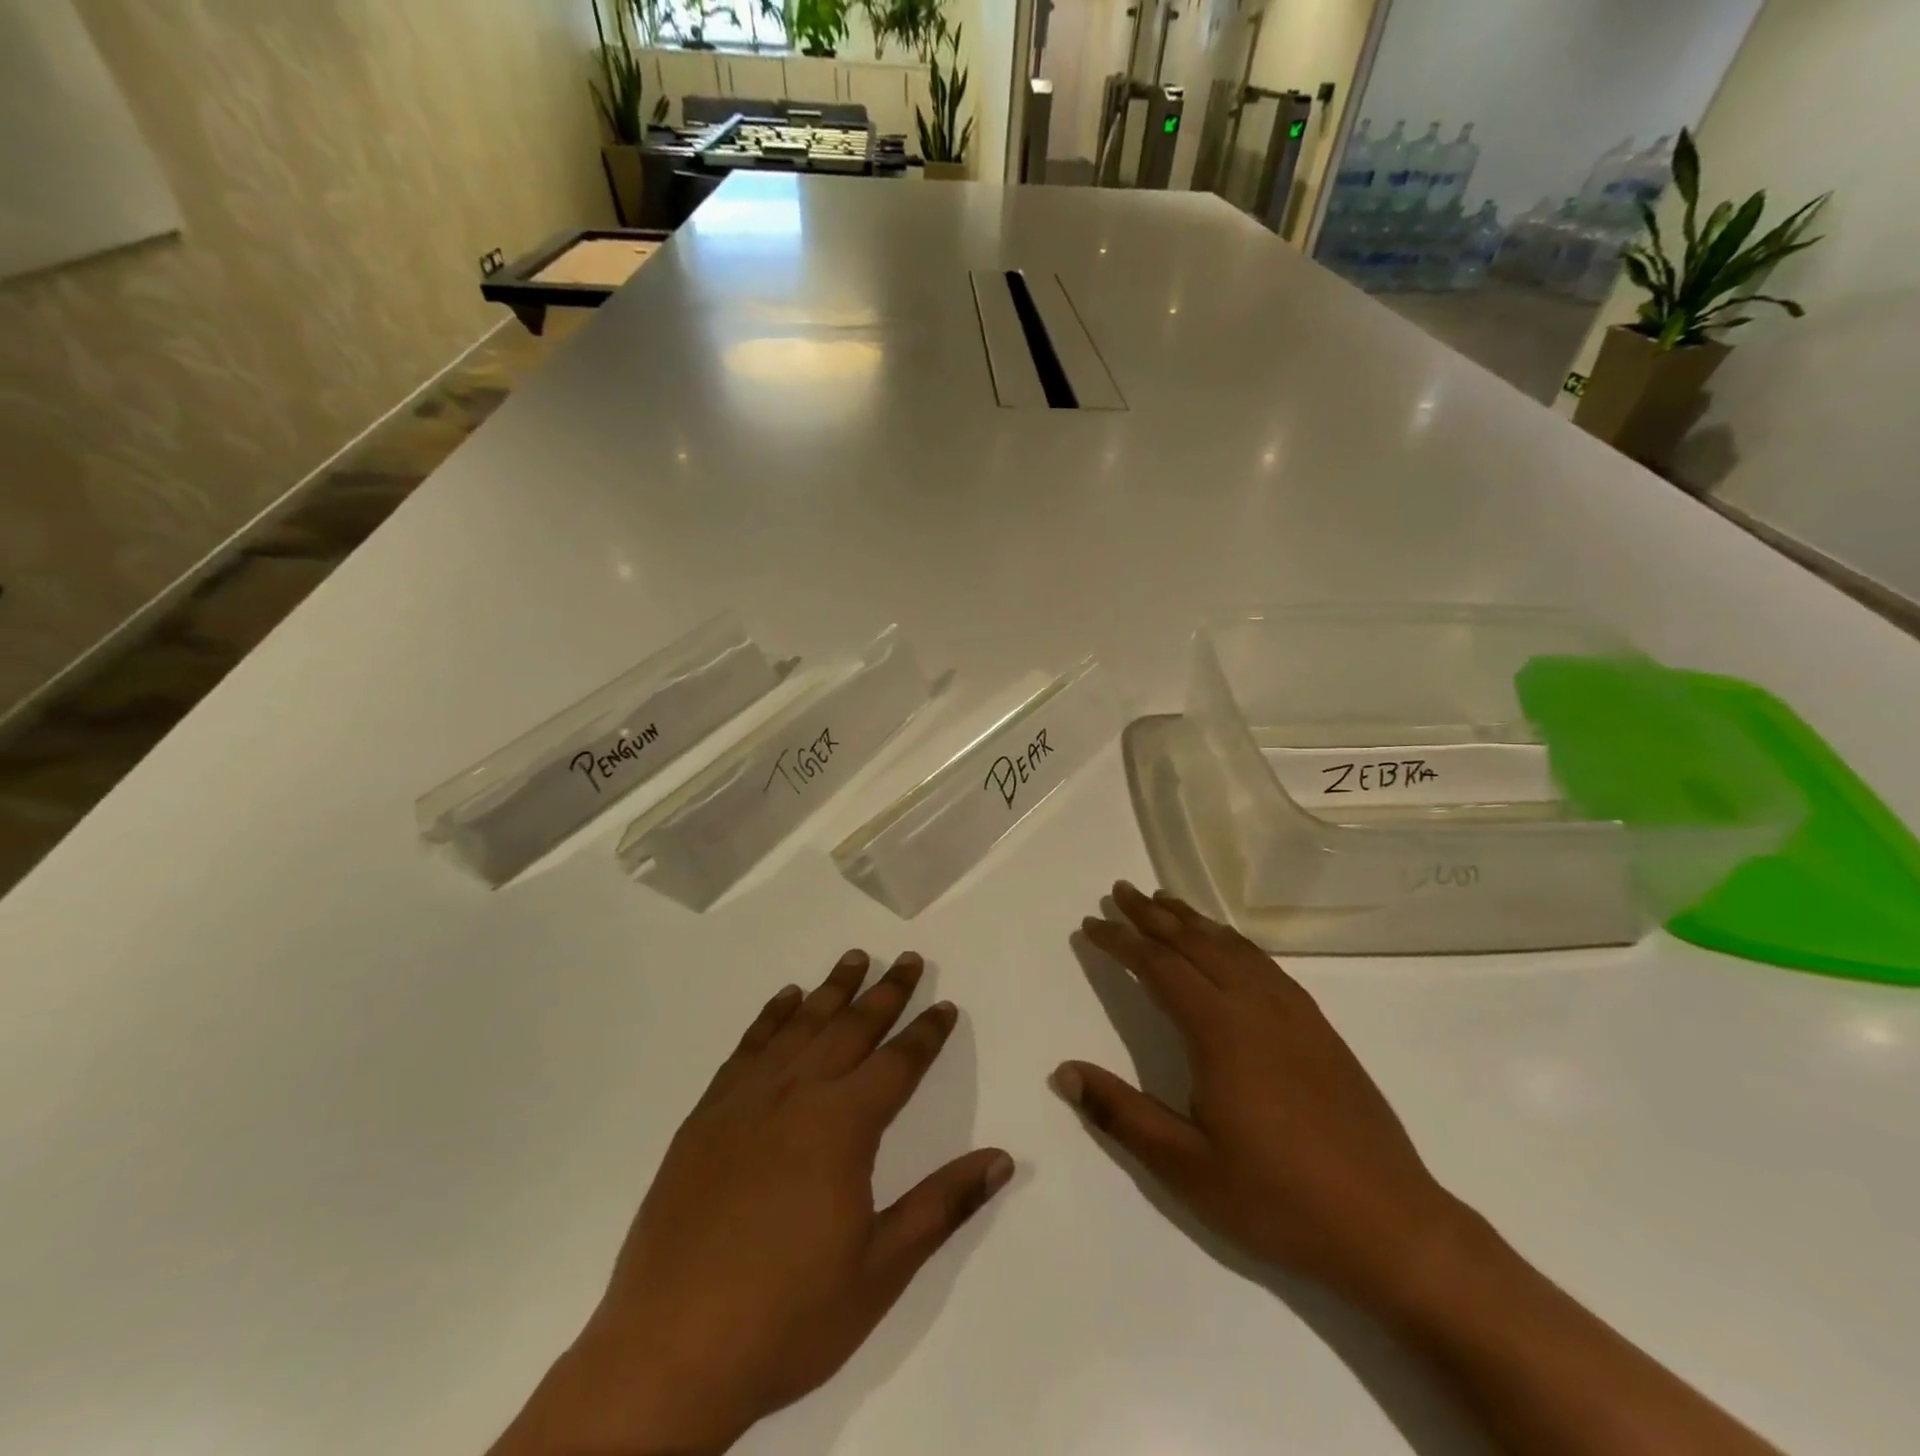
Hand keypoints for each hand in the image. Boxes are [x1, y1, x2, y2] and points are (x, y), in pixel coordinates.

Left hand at [493, 951, 1014, 1455]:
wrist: (668, 1351)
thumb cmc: (788, 1315)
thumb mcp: (880, 1270)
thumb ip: (942, 1205)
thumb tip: (1002, 1158)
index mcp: (842, 1126)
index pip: (898, 1063)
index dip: (927, 1033)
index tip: (945, 1006)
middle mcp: (797, 1094)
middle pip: (852, 1028)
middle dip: (886, 992)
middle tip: (908, 959)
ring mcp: (746, 1100)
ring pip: (800, 1025)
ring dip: (832, 989)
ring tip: (855, 958)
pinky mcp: (706, 1116)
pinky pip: (748, 1047)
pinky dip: (771, 1017)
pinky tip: (785, 999)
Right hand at [1059, 882, 1460, 1306]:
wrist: (1391, 1226)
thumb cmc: (1278, 1199)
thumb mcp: (1186, 1168)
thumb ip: (1122, 1114)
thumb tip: (1064, 1071)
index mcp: (1220, 1030)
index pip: (1158, 966)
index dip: (1121, 941)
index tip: (1090, 924)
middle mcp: (1256, 1005)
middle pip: (1195, 942)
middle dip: (1152, 914)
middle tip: (1121, 890)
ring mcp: (1294, 1013)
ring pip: (1233, 947)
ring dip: (1193, 920)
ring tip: (1165, 902)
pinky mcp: (1320, 1028)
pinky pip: (1266, 964)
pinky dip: (1234, 942)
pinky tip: (1228, 947)